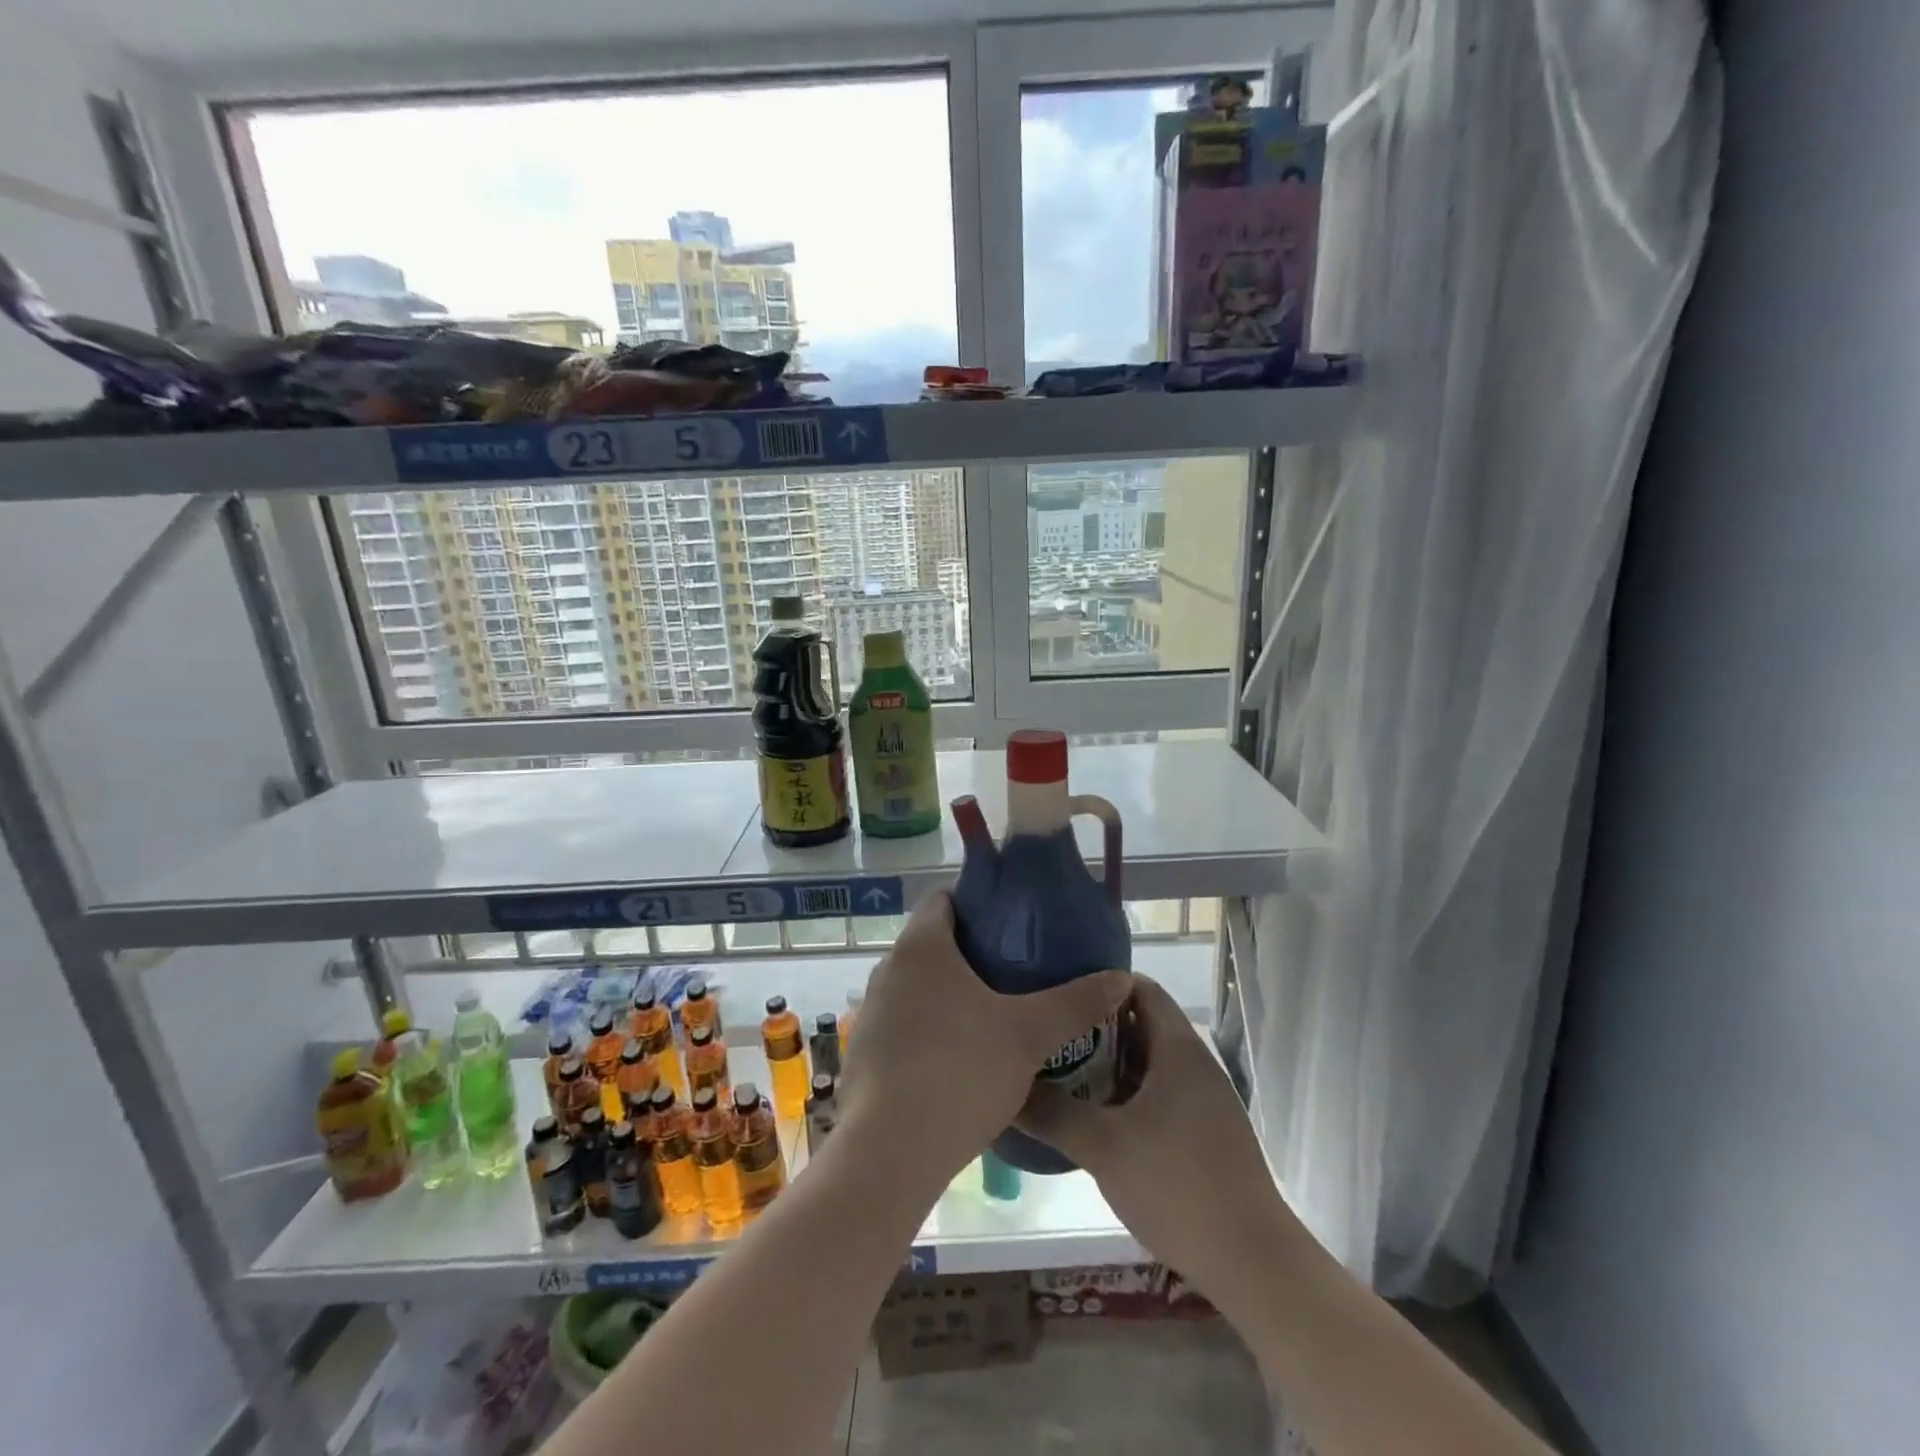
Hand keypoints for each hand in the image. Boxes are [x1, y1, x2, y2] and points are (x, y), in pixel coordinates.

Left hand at [836, 892, 1130, 1186]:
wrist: (890, 1152)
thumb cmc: (960, 1072)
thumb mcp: (1028, 1035)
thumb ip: (1075, 1002)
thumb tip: (1120, 978)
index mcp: (921, 947)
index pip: (941, 898)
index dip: (976, 902)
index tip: (1011, 921)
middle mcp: (888, 969)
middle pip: (931, 944)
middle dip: (971, 952)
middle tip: (1015, 971)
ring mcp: (870, 1012)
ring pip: (917, 987)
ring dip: (949, 994)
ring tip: (993, 1015)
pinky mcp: (863, 1053)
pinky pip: (903, 1024)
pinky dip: (929, 1029)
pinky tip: (959, 1061)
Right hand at [1016, 975, 1296, 1315]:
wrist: (1253, 1264)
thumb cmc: (1178, 1188)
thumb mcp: (1103, 1147)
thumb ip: (1051, 1112)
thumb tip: (1006, 1086)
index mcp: (1178, 1049)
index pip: (1139, 988)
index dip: (1099, 982)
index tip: (1058, 989)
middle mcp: (1194, 1064)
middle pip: (1140, 1023)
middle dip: (1094, 1026)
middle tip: (1048, 1032)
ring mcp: (1203, 1100)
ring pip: (1147, 1062)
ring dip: (1107, 1063)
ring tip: (1059, 1071)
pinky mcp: (1204, 1133)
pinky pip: (1157, 1093)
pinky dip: (1125, 1093)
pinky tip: (1093, 1117)